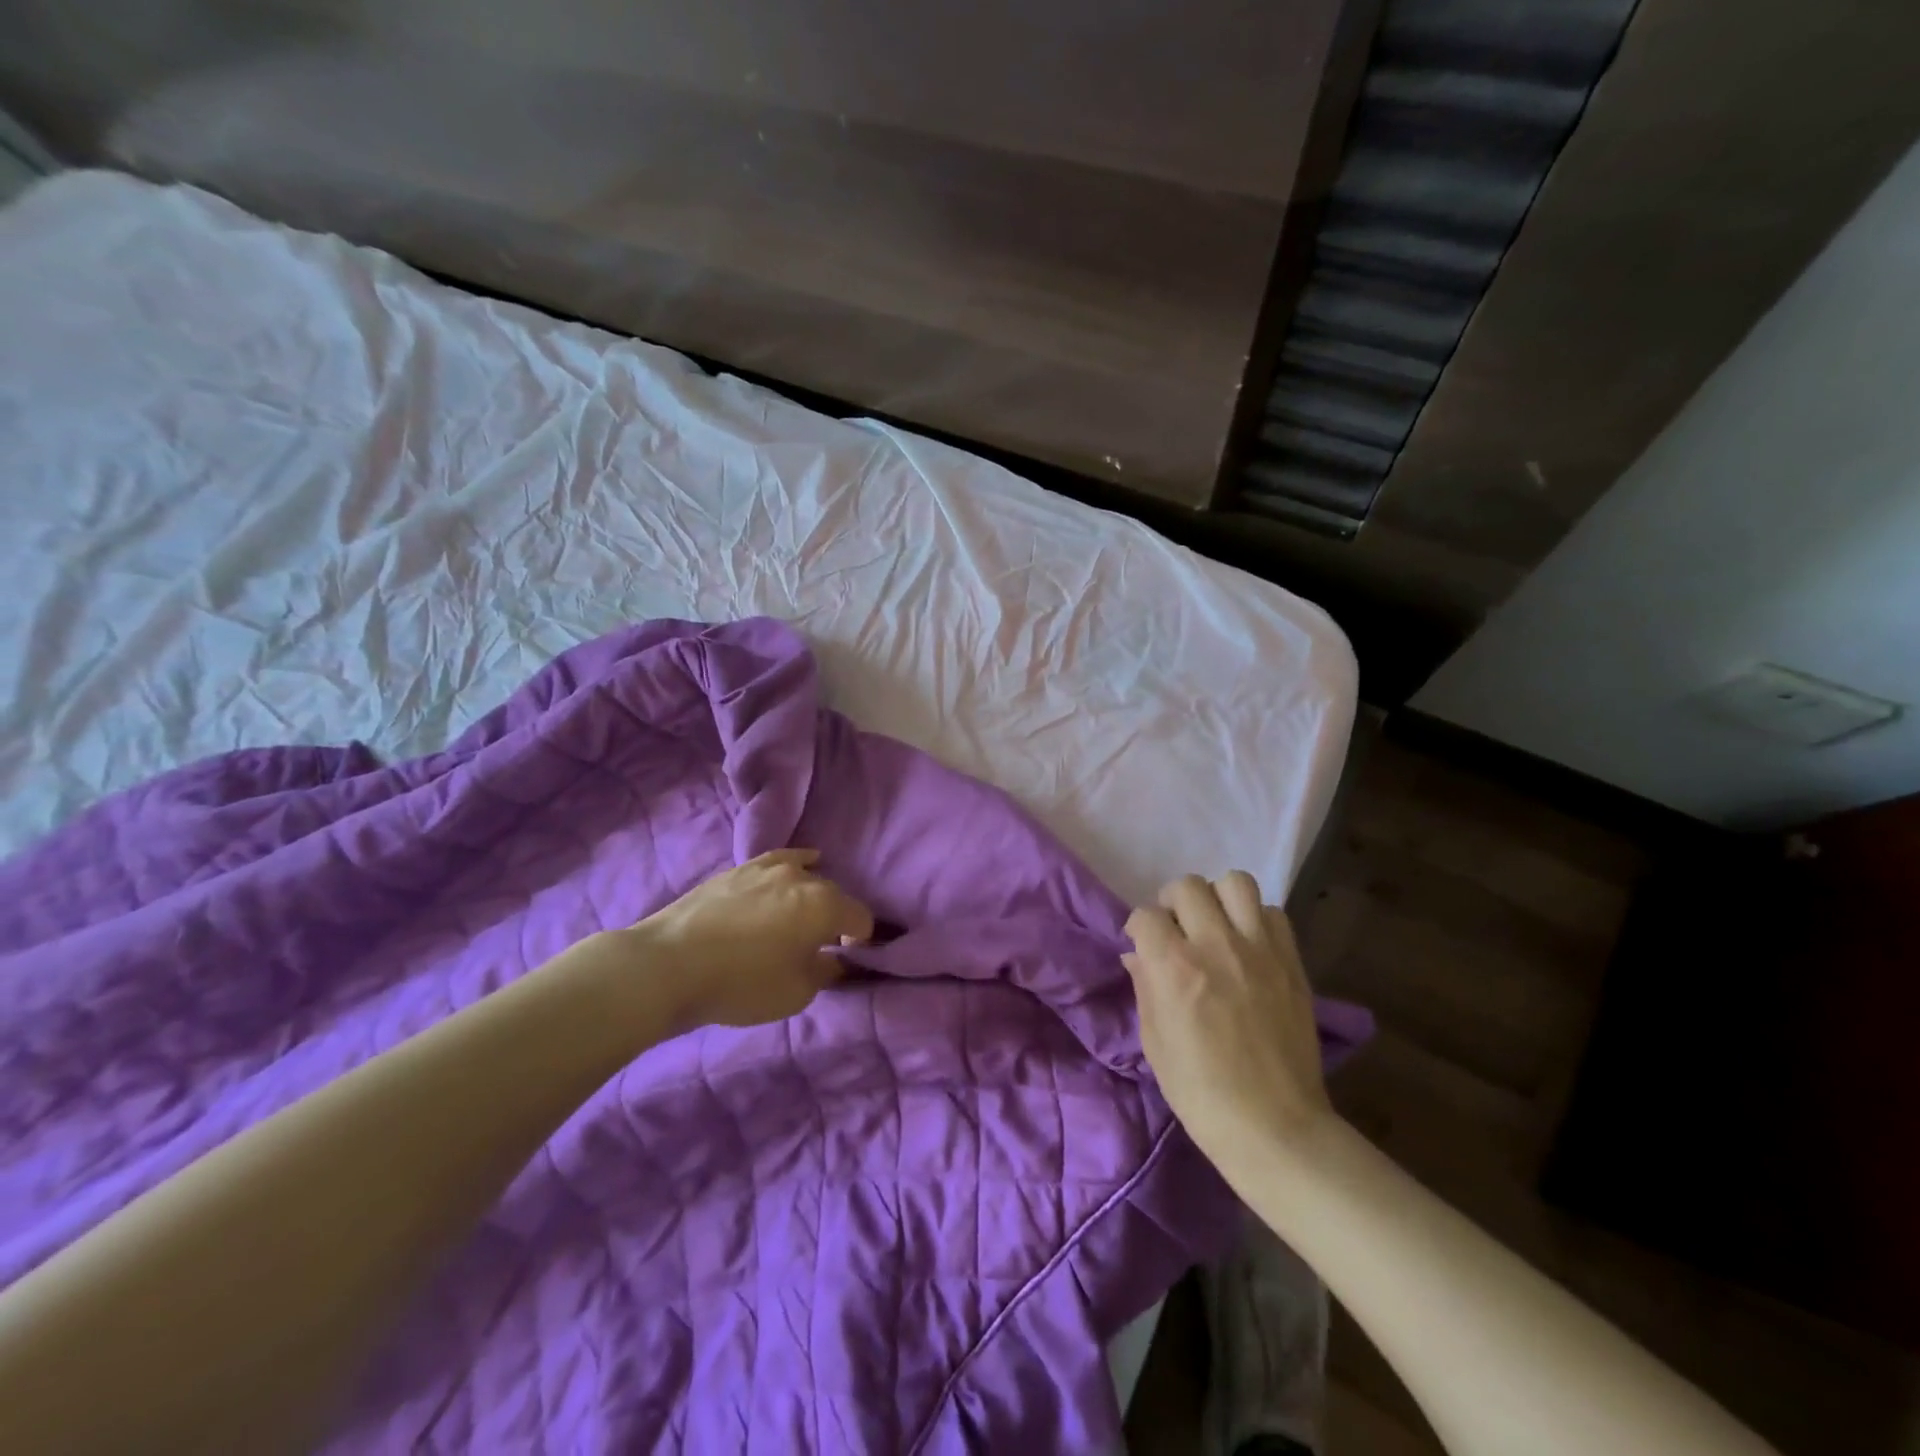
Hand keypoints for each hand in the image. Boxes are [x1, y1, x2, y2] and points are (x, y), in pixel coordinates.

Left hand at [621, 849, 873, 1029]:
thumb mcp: (795, 994)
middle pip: (835, 895)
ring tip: (800, 916)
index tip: (845, 960)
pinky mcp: (739, 869)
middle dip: (835, 918)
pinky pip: (779, 861)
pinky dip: (794, 866)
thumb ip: (824, 973)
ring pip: (806, 876)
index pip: (861, 919)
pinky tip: (798, 866)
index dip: (860, 941)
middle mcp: (803, 877)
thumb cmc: (741, 983)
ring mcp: (768, 868)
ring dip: (811, 896)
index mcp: (825, 906)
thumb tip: (833, 960)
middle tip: (818, 946)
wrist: (669, 964)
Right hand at [1123, 873, 1335, 1178]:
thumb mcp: (1154, 1041)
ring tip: (1215, 926)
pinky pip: (1273, 913)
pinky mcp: (1291, 961)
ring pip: (1234, 882)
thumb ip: (1144, 987)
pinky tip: (1249, 946)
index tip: (1143, 946)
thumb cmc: (1200, 1092)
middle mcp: (1215, 945)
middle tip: (1177, 931)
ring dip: (1217, 899)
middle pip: (1187, 886)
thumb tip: (1137, 955)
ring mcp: (1259, 949)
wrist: (1274, 1126)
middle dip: (1173, 903)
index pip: (1146, 915)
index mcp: (1174, 967)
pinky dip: (1256, 920)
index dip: (1140, 929)